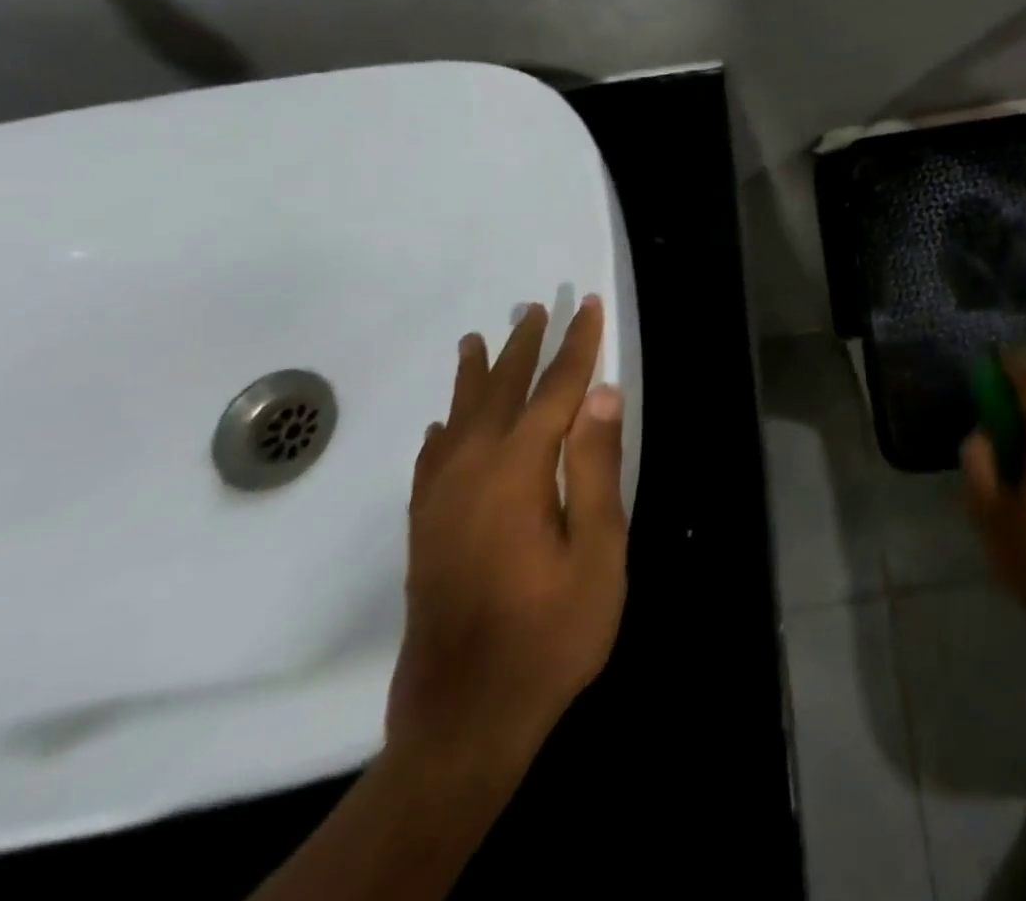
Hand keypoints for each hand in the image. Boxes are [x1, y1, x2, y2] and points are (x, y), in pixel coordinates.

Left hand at [386, 297, 627, 778]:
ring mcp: (438, 503)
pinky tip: (443, 422)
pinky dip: (441, 428)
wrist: (466, 718)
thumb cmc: (552, 631)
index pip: (554, 392)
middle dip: (523, 348)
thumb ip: (596, 466)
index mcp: (516, 473)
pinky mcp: (425, 531)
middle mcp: (469, 474)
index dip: (575, 347)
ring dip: (475, 376)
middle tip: (536, 307)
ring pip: (458, 419)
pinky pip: (431, 458)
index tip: (589, 307)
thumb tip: (601, 394)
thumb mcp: (599, 549)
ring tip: (479, 339)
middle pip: (500, 393)